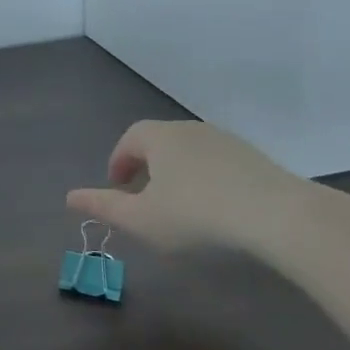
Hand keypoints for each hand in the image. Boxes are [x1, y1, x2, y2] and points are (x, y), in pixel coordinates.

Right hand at [66, 120, 312, 253]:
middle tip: (144, 197)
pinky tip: (216, 209)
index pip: (130, 139)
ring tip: (179, 206)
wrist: (280, 217)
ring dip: (178, 173)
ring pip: (191, 152)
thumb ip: (104, 207)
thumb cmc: (196, 216)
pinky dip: (208, 180)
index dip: (119, 161)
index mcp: (160, 138)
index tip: (118, 187)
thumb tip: (69, 197)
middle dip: (147, 166)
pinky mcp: (257, 159)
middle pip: (161, 142)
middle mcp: (191, 130)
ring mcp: (228, 142)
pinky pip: (219, 164)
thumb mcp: (141, 219)